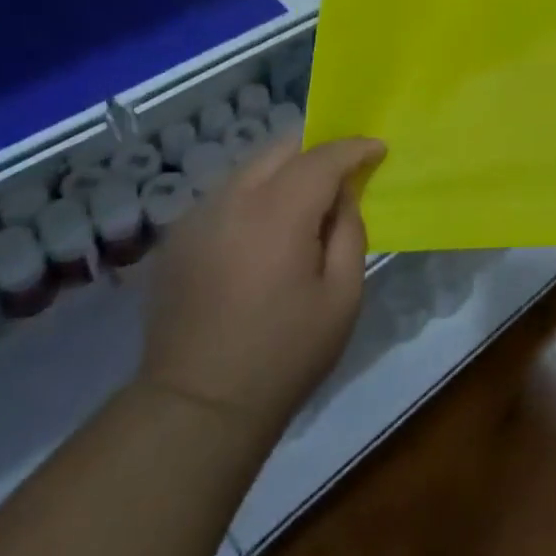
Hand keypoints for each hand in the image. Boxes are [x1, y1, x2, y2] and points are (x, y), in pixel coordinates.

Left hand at [139, 136, 382, 440]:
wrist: (197, 407)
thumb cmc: (284, 354)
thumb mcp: (342, 296)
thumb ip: (349, 231)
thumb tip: (343, 195)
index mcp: (278, 212)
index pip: (323, 156)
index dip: (354, 147)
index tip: (377, 149)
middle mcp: (232, 199)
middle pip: (281, 148)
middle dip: (317, 150)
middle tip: (342, 174)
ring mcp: (197, 216)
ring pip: (250, 168)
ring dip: (284, 172)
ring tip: (304, 203)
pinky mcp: (177, 237)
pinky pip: (226, 195)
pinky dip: (254, 196)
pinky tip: (263, 233)